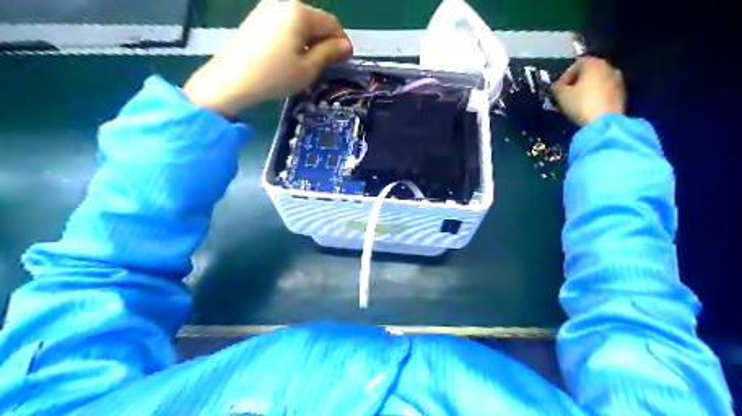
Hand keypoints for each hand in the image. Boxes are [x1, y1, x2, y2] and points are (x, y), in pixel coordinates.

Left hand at [181, 1, 350, 116]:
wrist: (231, 80)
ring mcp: (266, 8)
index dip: (341, 41)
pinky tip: (291, 57)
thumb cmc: (275, 75)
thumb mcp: (308, 68)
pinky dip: (294, 38)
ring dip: (310, 40)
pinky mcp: (256, 18)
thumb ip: (329, 53)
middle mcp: (283, 3)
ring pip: (299, 23)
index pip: (331, 23)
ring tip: (308, 63)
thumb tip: (346, 45)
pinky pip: (284, 25)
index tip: (345, 60)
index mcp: (299, 12)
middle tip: (327, 64)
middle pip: (315, 20)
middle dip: (325, 40)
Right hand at [551, 55, 623, 125]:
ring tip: (576, 104)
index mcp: (594, 64)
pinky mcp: (622, 94)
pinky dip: (596, 97)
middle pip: (588, 73)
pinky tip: (588, 108)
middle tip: (566, 97)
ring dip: (586, 91)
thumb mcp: (561, 95)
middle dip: (576, 84)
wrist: (604, 123)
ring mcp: (618, 81)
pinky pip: (604, 92)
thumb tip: (557, 86)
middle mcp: (608, 68)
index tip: (558, 90)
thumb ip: (557, 87)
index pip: (576, 64)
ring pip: (597, 83)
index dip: (565, 77)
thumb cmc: (580, 104)